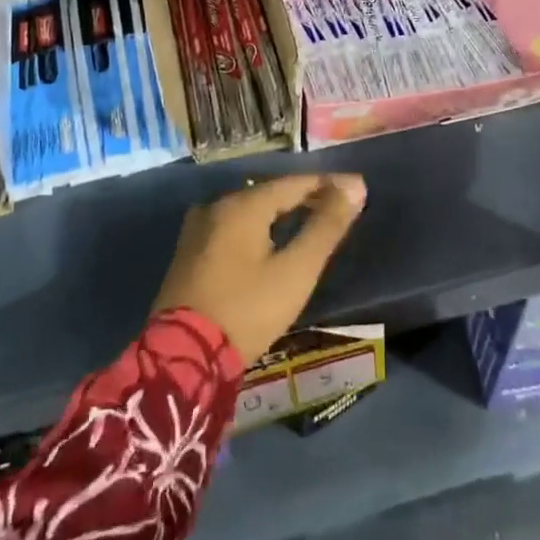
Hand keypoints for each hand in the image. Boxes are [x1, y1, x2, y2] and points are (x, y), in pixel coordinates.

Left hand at [151, 173, 366, 362]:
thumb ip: (325, 227)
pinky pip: (232, 226)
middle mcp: (217, 206)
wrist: (182, 357)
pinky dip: (258, 227)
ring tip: (309, 220)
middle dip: (305, 196)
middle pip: (270, 192)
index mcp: (243, 205)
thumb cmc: (247, 310)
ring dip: (280, 212)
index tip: (357, 186)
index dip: (328, 183)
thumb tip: (355, 187)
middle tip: (337, 205)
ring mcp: (197, 229)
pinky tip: (269, 240)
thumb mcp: (295, 271)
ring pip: (249, 209)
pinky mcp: (188, 252)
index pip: (295, 182)